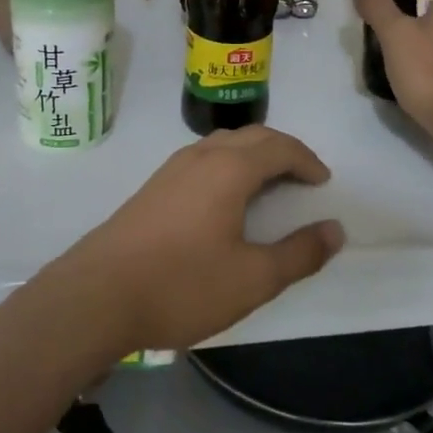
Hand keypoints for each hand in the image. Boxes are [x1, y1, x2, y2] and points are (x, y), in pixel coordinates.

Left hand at [43, 127, 343, 356]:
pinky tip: (223, 200)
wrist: (96, 296)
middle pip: (251, 137)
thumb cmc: (182, 284)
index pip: (280, 147)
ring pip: (222, 145)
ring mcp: (171, 170)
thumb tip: (335, 230)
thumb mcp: (253, 279)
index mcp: (229, 169)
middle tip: (302, 178)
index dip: (307, 160)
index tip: (323, 182)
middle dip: (283, 151)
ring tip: (268, 185)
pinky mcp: (152, 188)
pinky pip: (201, 160)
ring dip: (252, 155)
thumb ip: (299, 254)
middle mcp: (200, 157)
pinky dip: (227, 166)